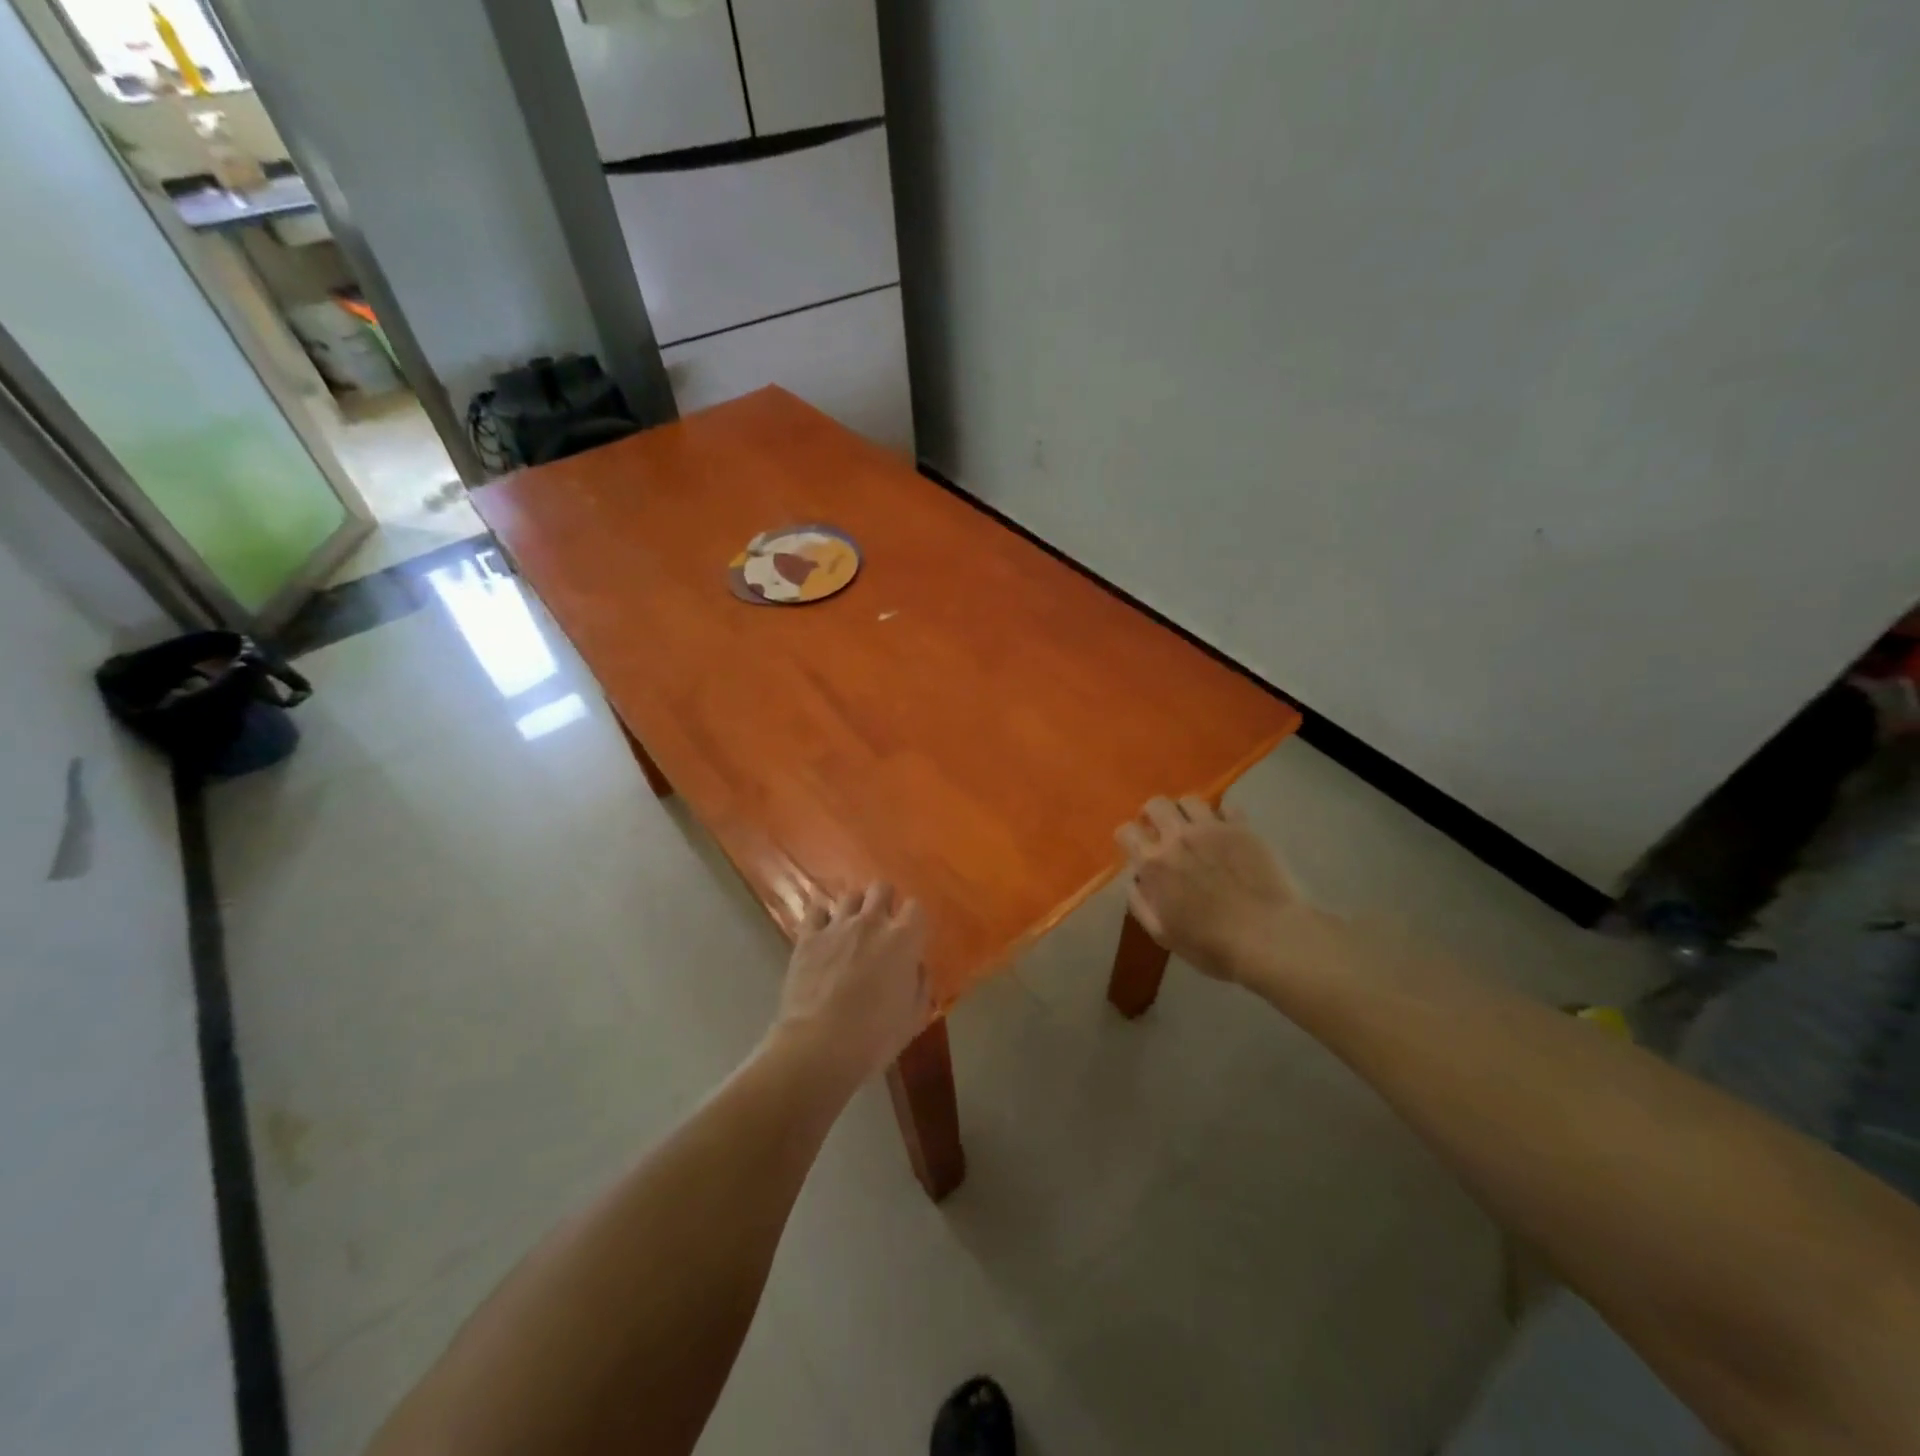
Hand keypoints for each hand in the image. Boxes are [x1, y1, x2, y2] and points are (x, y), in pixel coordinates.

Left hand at [775, 883, 930, 1078]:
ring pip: (850, 895)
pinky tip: (823, 929)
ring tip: (852, 927)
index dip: (914, 919)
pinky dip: (822, 915)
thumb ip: (920, 983)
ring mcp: (837, 926)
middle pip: (881, 888)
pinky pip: (816, 910)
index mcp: (903, 939)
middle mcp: (871, 922)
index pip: (916, 907)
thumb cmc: (874, 1036)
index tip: (911, 935)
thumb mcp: (913, 1017)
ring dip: (855, 907)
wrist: (819, 1046)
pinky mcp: (808, 936)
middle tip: (882, 924)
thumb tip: (915, 966)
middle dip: (884, 900)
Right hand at [1116, 797, 1295, 981]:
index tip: (1136, 849)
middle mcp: (1177, 837)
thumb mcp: (1162, 934)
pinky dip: (1222, 816)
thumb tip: (1134, 880)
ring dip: (1186, 812)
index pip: (1125, 831)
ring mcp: (1212, 828)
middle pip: (1155, 804)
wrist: (1268, 937)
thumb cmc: (1212, 945)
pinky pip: (1227, 807)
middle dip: (1153, 815)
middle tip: (1162, 832)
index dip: (1128, 838)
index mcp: (1153, 863)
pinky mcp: (1242, 828)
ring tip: (1194, 828)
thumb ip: (1140, 903)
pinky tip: (1227, 832)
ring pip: (1189, 800)